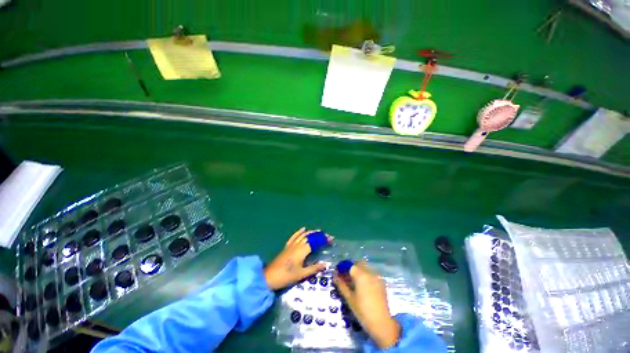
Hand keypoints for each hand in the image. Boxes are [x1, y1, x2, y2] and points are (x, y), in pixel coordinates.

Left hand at [264, 227, 332, 289]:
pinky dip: (299, 232)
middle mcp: (298, 245)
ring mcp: (292, 244)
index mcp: (302, 251)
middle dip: (319, 235)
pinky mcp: (287, 246)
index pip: (315, 242)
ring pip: (303, 235)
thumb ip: (314, 268)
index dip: (323, 239)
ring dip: (311, 232)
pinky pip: (294, 236)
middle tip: (327, 236)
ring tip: (319, 231)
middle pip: (310, 237)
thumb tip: (326, 264)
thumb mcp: (302, 274)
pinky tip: (303, 228)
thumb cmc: (286, 276)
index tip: (331, 239)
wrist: (269, 277)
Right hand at [334, 263, 400, 349]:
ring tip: (354, 282)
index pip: (349, 265)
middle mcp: (369, 272)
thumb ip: (341, 285)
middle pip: (358, 263)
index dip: (342, 267)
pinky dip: (366, 275)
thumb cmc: (362, 311)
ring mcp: (377, 276)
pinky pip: (371, 273)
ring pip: (365, 267)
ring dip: (359, 270)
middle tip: (346, 277)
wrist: (382, 323)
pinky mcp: (381, 282)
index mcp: (360, 274)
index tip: (337, 272)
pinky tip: (363, 286)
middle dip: (351, 267)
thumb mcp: (349, 298)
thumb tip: (335, 276)